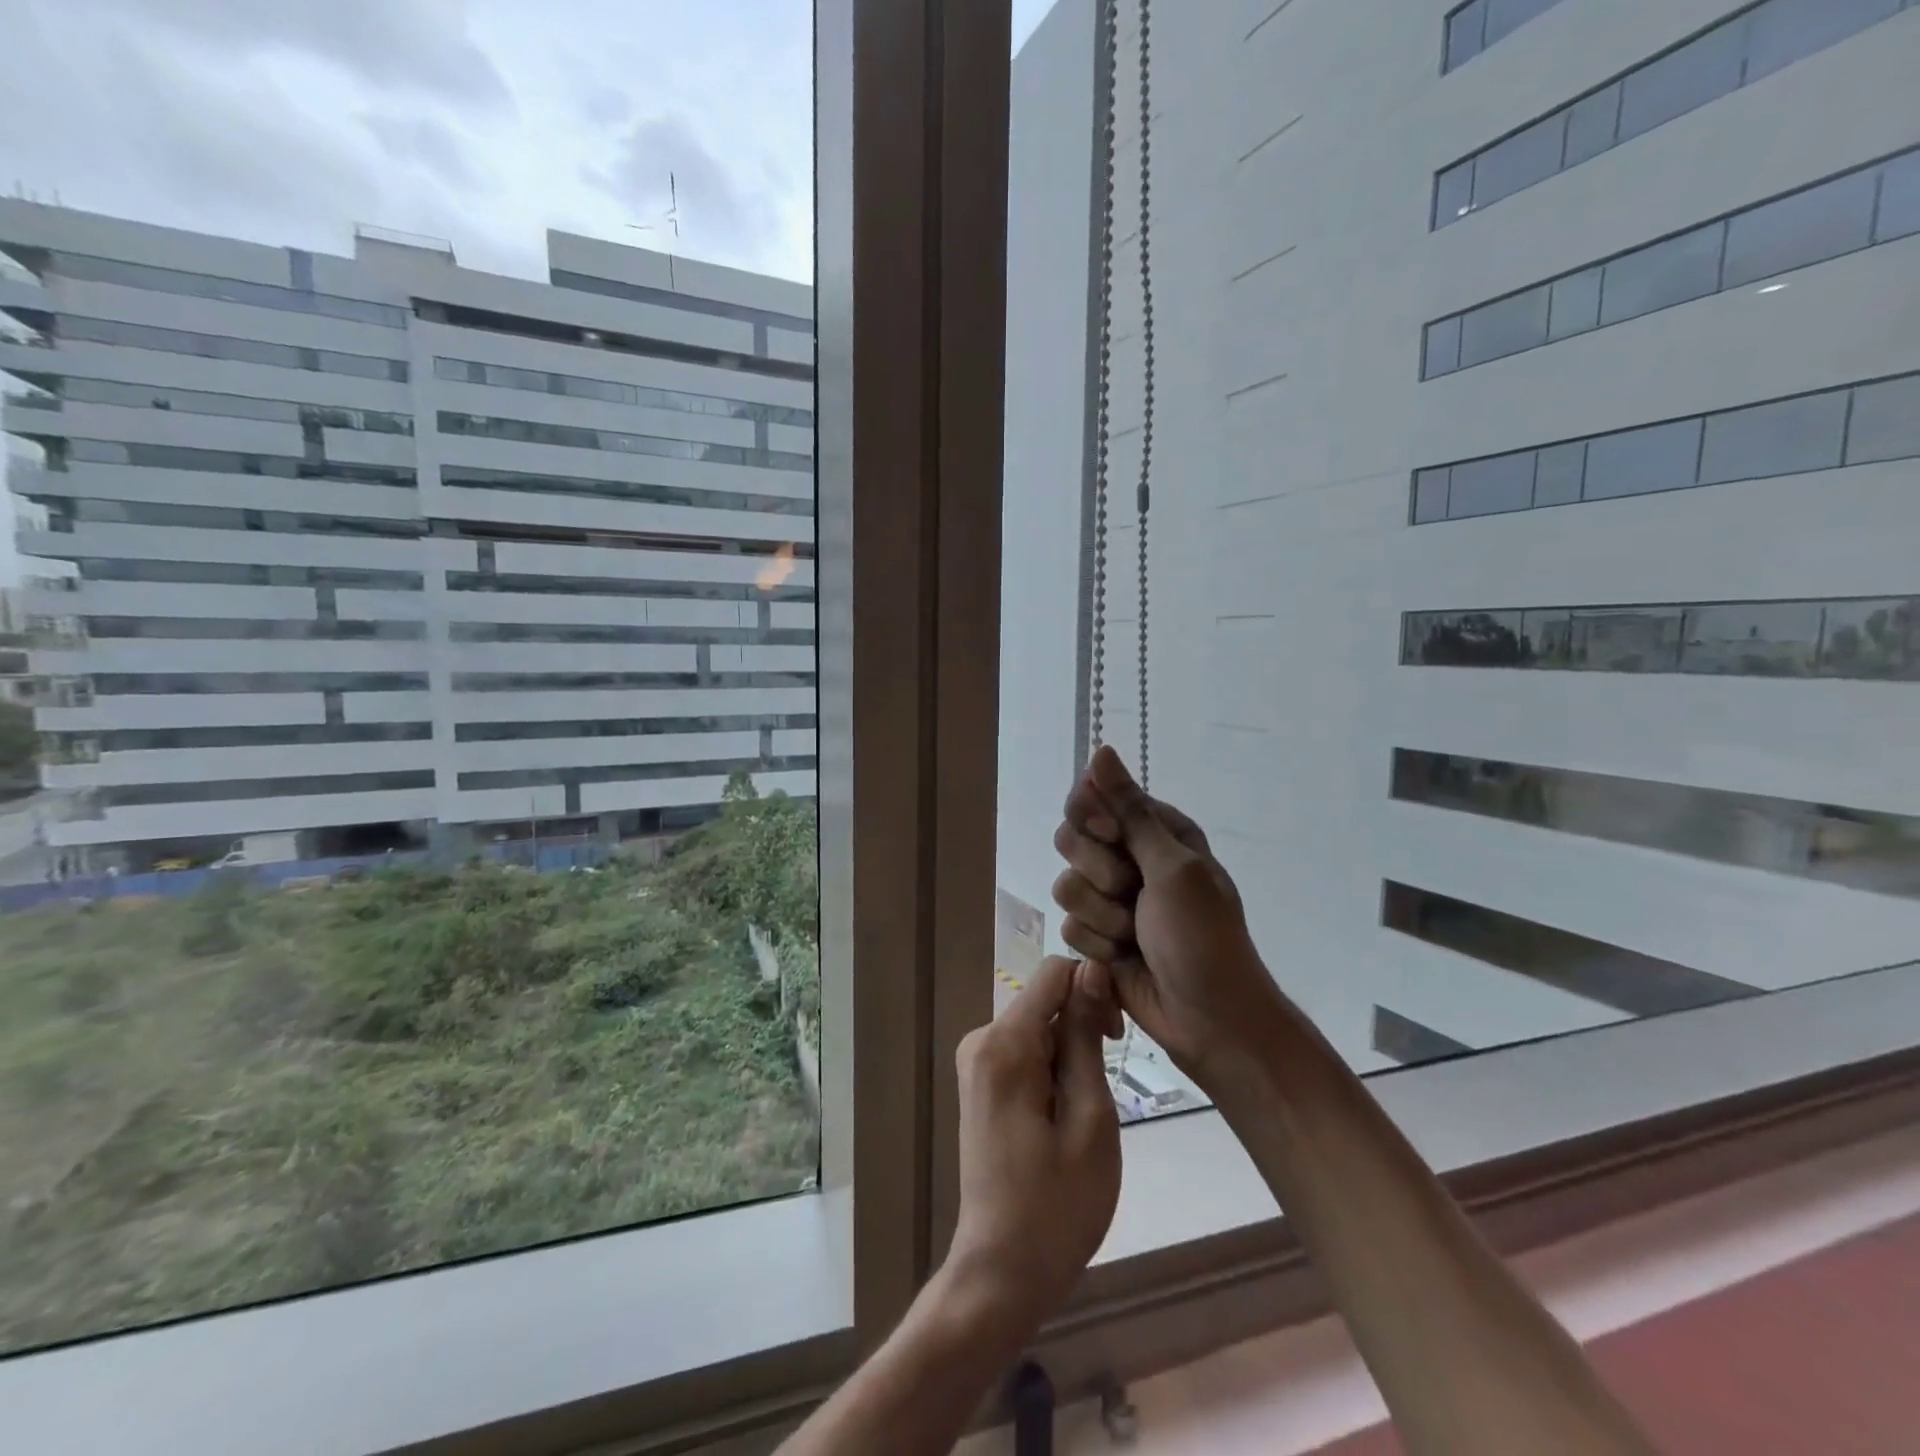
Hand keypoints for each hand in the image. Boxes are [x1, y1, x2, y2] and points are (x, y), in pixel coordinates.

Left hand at [946, 955, 1121, 1331]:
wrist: (1002, 1271)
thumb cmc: (1058, 1205)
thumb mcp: (1090, 1117)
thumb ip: (1085, 1036)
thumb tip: (1090, 968)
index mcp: (1004, 1044)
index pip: (1054, 973)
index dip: (1094, 989)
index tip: (1116, 1038)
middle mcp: (980, 1039)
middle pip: (1045, 999)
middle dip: (1083, 1024)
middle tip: (1106, 1084)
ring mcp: (976, 1061)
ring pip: (1038, 1025)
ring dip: (1071, 1050)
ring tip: (1087, 1108)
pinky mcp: (980, 1081)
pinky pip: (1025, 1049)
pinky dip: (1052, 1066)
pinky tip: (1064, 1110)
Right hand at [1052, 746, 1286, 1088]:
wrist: (1210, 1019)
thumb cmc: (1202, 936)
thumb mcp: (1171, 867)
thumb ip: (1129, 810)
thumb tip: (1101, 750)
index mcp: (1156, 831)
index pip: (1094, 797)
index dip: (1092, 818)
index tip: (1110, 837)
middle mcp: (1130, 857)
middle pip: (1071, 839)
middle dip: (1097, 872)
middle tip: (1131, 891)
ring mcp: (1111, 898)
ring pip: (1066, 885)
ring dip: (1101, 915)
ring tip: (1133, 934)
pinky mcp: (1097, 935)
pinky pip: (1068, 925)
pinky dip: (1097, 944)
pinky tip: (1123, 959)